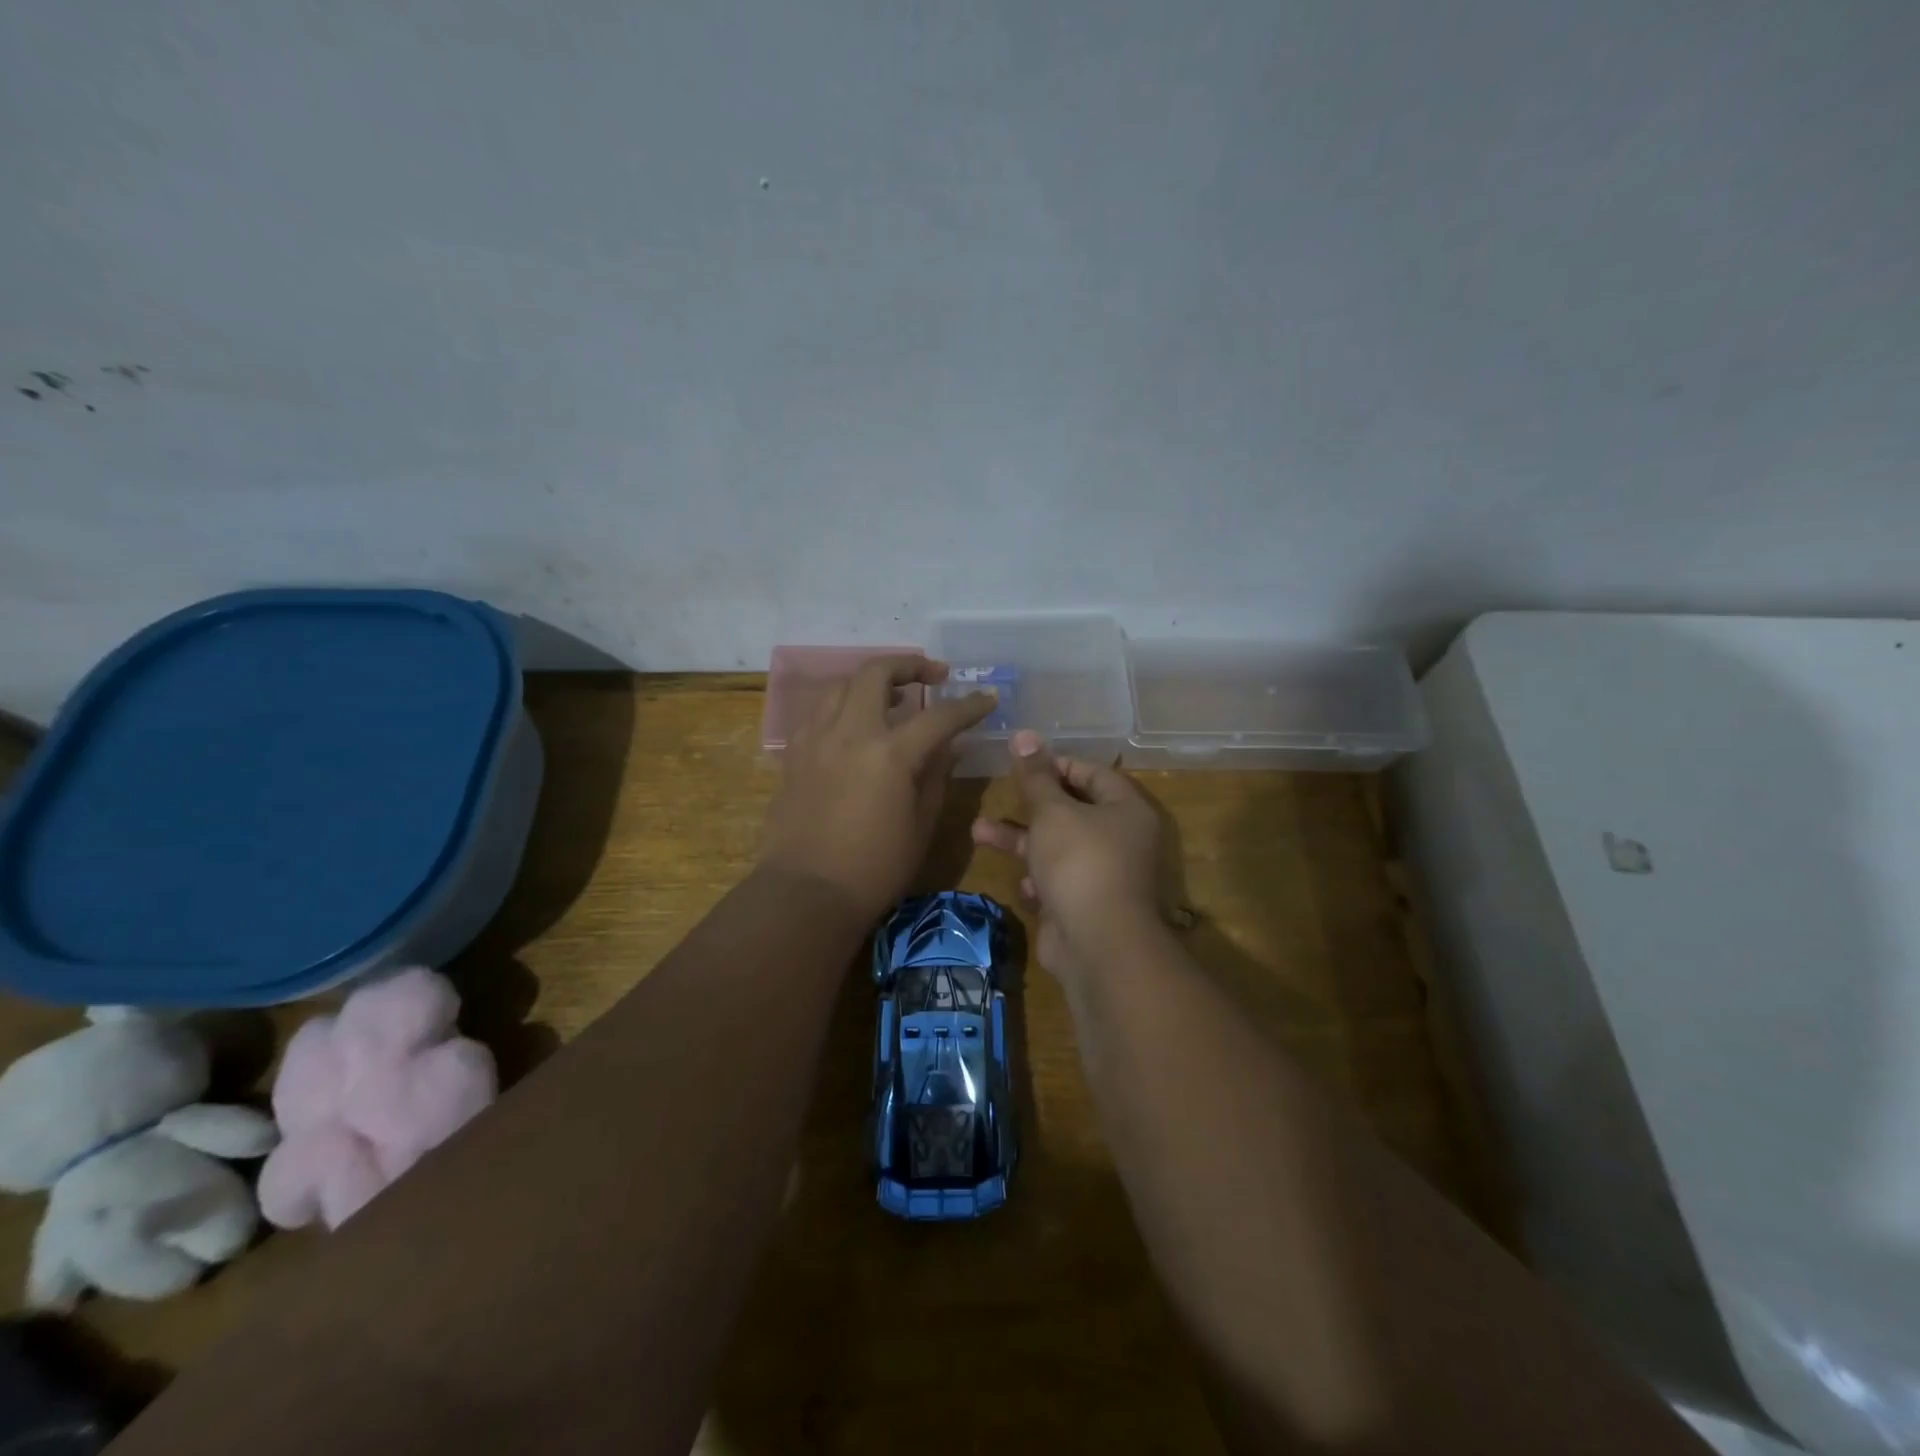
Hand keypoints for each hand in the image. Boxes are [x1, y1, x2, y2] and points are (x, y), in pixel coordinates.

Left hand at [759, 656, 994, 918]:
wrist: (806, 892)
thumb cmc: (874, 868)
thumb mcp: (921, 826)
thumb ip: (936, 777)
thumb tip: (950, 746)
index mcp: (890, 753)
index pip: (939, 716)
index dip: (968, 705)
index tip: (987, 698)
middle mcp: (850, 733)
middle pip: (877, 673)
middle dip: (910, 665)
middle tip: (933, 675)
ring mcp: (816, 739)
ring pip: (841, 685)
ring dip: (871, 681)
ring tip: (892, 697)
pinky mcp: (794, 754)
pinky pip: (819, 712)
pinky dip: (842, 706)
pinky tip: (854, 725)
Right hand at [971, 729, 1163, 982]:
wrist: (1097, 946)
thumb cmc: (1079, 862)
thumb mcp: (1052, 812)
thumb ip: (1035, 776)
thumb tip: (1024, 734)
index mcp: (1125, 809)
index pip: (1092, 773)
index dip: (1056, 764)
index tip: (1021, 763)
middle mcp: (1120, 839)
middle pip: (1071, 811)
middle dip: (1028, 805)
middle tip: (996, 793)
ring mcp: (1103, 876)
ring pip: (1056, 848)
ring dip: (1019, 841)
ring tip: (976, 832)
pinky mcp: (1085, 907)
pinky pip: (1058, 883)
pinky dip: (1037, 881)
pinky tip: (1022, 886)